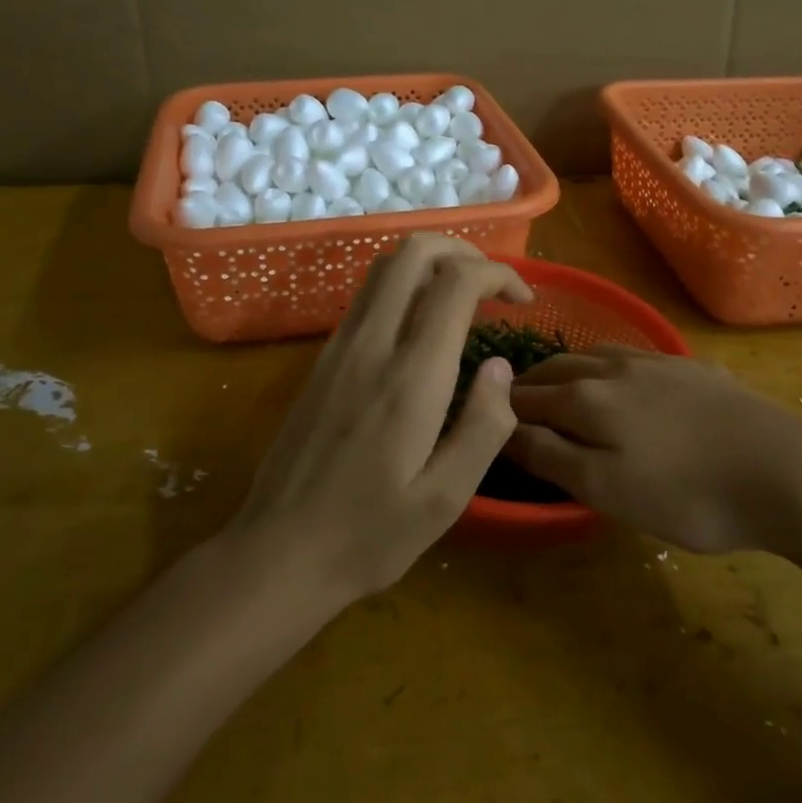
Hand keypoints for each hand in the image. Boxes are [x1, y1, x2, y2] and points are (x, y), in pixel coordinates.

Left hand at [227, 234, 529, 606]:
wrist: (279, 552)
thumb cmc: (370, 534)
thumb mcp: (446, 499)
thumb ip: (485, 426)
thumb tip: (500, 366)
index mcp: (410, 376)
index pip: (456, 282)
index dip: (498, 273)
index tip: (522, 300)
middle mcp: (372, 343)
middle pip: (414, 251)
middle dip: (463, 251)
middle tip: (492, 286)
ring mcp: (340, 345)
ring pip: (385, 266)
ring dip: (430, 263)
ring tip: (462, 297)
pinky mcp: (323, 357)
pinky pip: (367, 294)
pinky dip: (403, 285)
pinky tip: (421, 326)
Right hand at [505, 346, 801, 556]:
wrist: (784, 470)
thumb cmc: (688, 493)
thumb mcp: (607, 489)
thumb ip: (551, 456)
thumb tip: (504, 428)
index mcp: (587, 398)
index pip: (528, 397)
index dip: (501, 407)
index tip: (484, 416)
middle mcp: (613, 369)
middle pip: (556, 369)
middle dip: (529, 383)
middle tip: (513, 403)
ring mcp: (656, 362)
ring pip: (593, 356)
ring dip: (566, 369)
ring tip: (558, 385)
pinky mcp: (691, 368)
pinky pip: (632, 356)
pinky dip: (606, 366)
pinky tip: (620, 379)